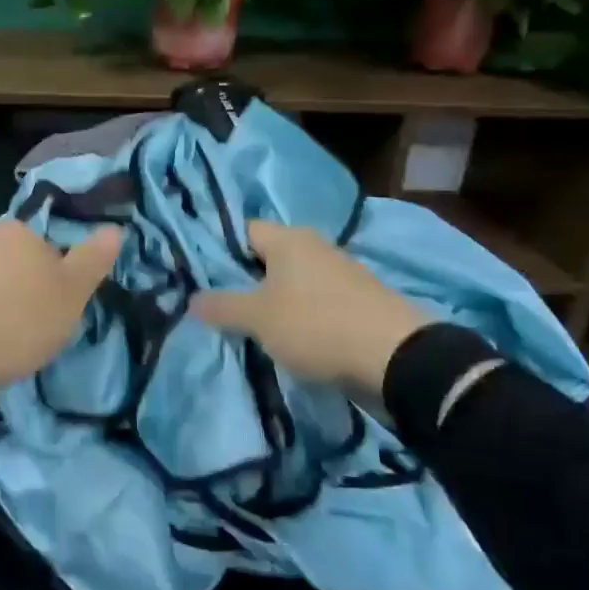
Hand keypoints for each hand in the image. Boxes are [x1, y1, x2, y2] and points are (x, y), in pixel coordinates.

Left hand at [0, 219, 123, 439]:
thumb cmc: (16, 322)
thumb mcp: (71, 295)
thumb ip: (92, 261)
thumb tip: (115, 229)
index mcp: (20, 231)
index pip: (50, 249)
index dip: (58, 282)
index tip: (55, 315)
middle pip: (17, 263)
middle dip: (25, 291)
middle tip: (30, 331)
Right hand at [191, 220, 431, 389]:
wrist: (397, 358)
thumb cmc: (316, 325)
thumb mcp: (258, 318)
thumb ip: (222, 306)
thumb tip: (192, 299)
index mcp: (288, 238)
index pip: (243, 231)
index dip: (221, 251)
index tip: (205, 278)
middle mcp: (315, 245)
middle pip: (268, 256)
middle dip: (246, 279)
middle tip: (224, 306)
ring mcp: (341, 271)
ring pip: (293, 280)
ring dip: (276, 300)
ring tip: (255, 327)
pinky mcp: (359, 299)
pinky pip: (316, 299)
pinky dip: (302, 314)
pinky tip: (293, 337)